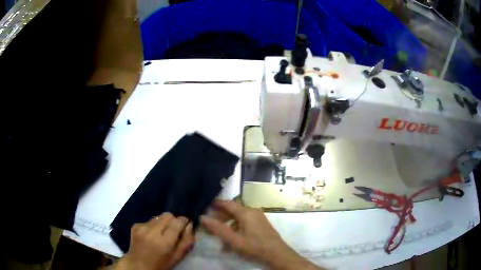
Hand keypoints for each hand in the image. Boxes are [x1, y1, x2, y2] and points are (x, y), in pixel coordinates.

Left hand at [114, 213, 194, 269]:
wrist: (138, 265)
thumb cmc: (161, 264)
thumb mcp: (177, 257)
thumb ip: (186, 241)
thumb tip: (190, 225)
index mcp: (164, 242)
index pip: (177, 222)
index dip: (183, 222)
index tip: (185, 226)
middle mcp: (151, 231)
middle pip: (168, 215)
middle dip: (173, 220)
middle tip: (174, 230)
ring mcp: (141, 227)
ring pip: (158, 216)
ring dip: (163, 223)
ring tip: (162, 233)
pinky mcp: (135, 225)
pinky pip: (150, 220)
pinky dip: (154, 225)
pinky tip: (152, 235)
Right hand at [201, 200, 321, 269]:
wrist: (277, 254)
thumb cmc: (254, 246)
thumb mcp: (233, 239)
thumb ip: (217, 228)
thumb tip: (202, 217)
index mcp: (246, 212)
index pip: (228, 203)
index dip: (216, 203)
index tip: (205, 205)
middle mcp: (252, 211)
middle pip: (233, 210)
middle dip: (221, 216)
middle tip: (210, 221)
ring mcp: (258, 217)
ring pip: (239, 217)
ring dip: (228, 224)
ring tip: (220, 234)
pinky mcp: (261, 224)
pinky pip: (245, 222)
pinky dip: (237, 227)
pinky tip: (232, 239)